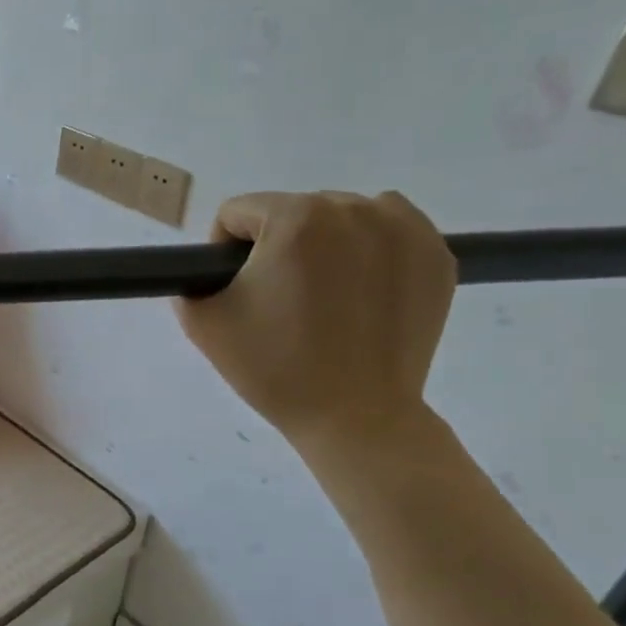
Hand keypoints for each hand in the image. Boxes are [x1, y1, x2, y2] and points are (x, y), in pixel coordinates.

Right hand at [177, 191, 456, 455]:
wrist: (355, 416)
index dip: (225, 251)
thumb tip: (207, 272)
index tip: (238, 290)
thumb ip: (189, 281)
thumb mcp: (204, 324)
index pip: (239, 212)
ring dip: (324, 243)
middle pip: (292, 210)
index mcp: (295, 219)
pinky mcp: (436, 254)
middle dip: (278, 246)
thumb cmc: (275, 368)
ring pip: (341, 216)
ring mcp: (404, 229)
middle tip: (280, 301)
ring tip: (324, 296)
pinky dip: (370, 248)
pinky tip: (360, 290)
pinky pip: (389, 228)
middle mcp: (353, 209)